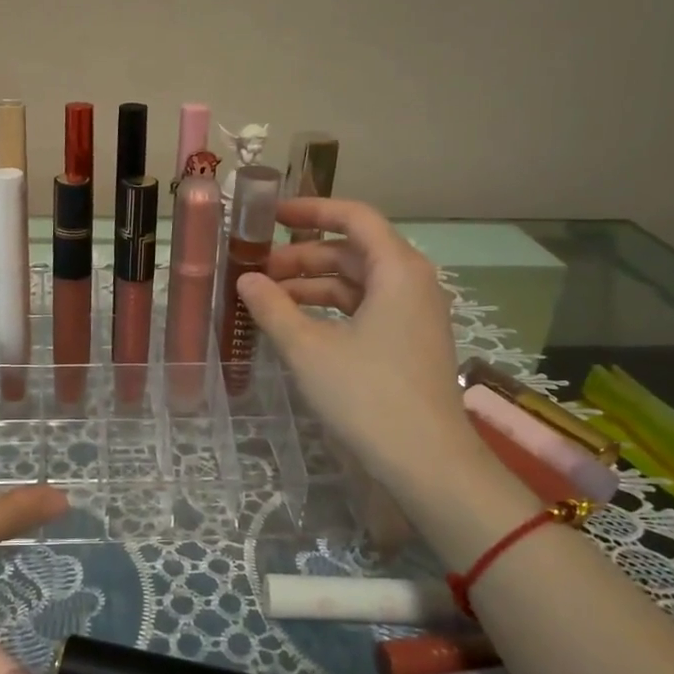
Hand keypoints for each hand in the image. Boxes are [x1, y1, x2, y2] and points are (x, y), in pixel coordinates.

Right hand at [237, 198, 485, 506]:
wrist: (427, 463)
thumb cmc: (367, 395)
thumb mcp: (308, 349)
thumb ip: (273, 308)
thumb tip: (246, 280)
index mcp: (397, 270)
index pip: (354, 217)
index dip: (311, 210)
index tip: (270, 216)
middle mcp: (411, 283)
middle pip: (352, 251)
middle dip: (301, 256)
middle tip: (255, 270)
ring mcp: (413, 315)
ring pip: (356, 283)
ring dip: (312, 285)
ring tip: (266, 300)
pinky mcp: (408, 343)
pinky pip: (364, 309)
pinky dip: (329, 310)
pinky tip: (296, 326)